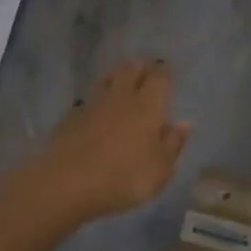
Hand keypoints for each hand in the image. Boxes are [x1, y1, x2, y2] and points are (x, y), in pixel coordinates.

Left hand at [23, 60, 188, 222]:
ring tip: (120, 82)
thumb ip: (173, 144)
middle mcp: (120, 97)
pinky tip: (93, 111)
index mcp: (147, 106)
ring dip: (114, 77)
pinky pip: (86, 101)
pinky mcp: (69, 118)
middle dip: (139, 67)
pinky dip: (93, 102)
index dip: (163, 72)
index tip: (165, 70)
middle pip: (129, 70)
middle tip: (144, 70)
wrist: (67, 183)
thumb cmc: (124, 177)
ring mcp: (91, 105)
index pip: (158, 77)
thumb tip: (182, 123)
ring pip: (105, 80)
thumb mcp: (160, 169)